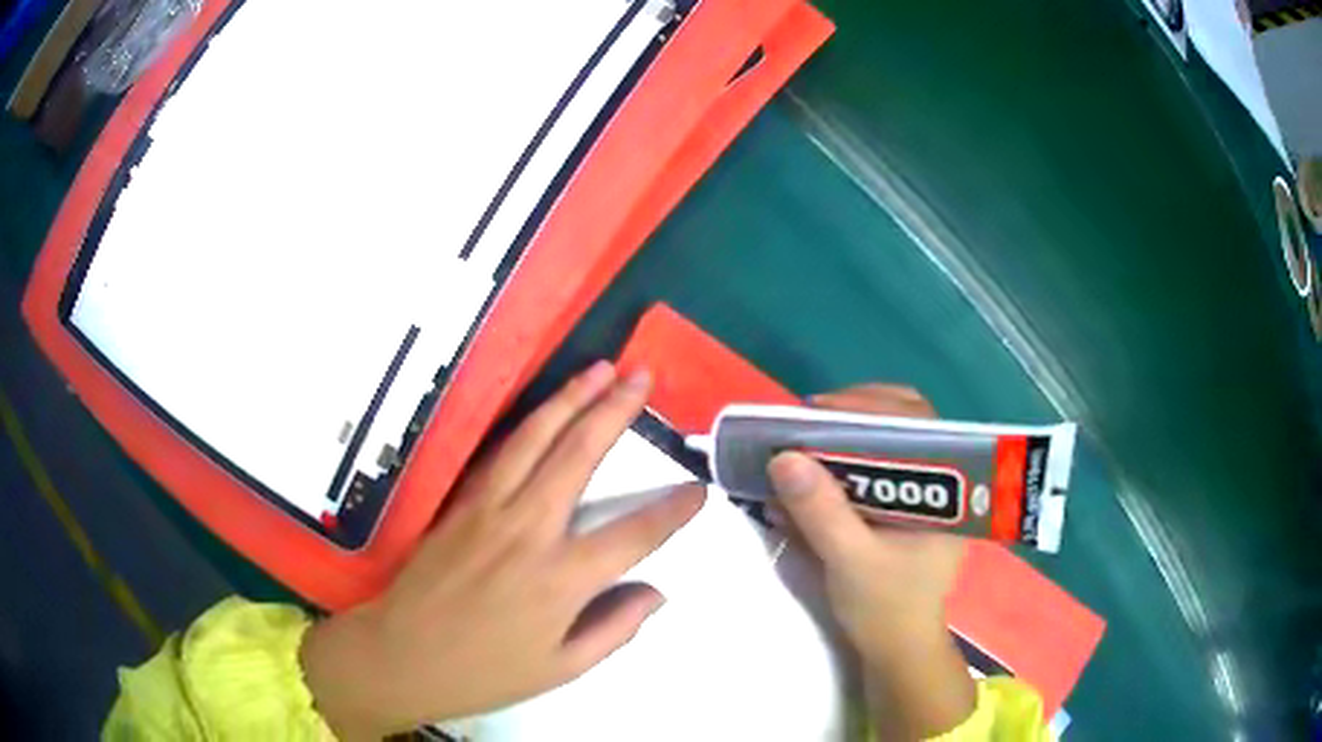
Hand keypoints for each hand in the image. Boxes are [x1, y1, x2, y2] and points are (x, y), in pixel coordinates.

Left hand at [300, 362, 704, 738]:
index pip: (633, 535)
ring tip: (600, 369)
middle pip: (578, 456)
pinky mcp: (460, 504)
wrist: (401, 655)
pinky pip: (500, 453)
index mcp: (560, 580)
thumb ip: (615, 628)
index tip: (698, 490)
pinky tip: (544, 408)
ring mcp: (488, 510)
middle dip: (615, 411)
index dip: (672, 512)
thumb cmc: (485, 672)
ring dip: (570, 399)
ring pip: (534, 439)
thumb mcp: (562, 668)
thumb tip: (656, 593)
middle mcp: (528, 531)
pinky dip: (527, 424)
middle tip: (641, 378)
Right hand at [767, 385, 974, 740]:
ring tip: (807, 438)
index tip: (820, 410)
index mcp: (944, 488)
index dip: (870, 405)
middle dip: (855, 413)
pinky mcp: (901, 503)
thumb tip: (783, 457)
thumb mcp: (849, 561)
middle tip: (808, 421)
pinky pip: (877, 463)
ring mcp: (922, 490)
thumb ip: (821, 512)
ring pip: (890, 439)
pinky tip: (817, 467)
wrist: (896, 647)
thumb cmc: (884, 608)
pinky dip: (845, 456)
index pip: (916, 422)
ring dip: (848, 432)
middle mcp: (939, 479)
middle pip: (903, 421)